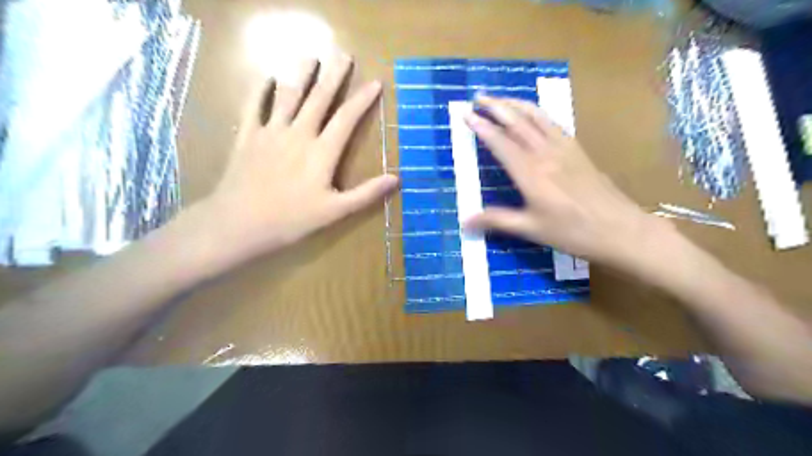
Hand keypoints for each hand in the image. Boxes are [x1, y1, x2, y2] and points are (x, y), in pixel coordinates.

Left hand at [198, 54, 397, 259]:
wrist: (240, 222)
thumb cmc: (292, 219)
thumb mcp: (335, 211)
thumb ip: (366, 193)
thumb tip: (396, 179)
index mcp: (322, 152)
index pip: (347, 119)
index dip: (362, 100)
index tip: (375, 82)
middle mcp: (298, 134)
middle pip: (319, 99)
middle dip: (334, 76)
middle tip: (344, 55)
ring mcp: (271, 132)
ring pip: (289, 97)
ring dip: (302, 76)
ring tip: (311, 58)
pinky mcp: (248, 136)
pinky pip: (254, 107)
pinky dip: (261, 90)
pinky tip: (267, 77)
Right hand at [463, 94, 664, 269]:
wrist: (620, 230)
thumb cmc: (573, 232)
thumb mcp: (531, 229)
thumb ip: (497, 220)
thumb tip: (465, 222)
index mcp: (531, 173)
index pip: (501, 143)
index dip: (482, 128)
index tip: (466, 115)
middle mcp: (546, 154)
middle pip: (518, 122)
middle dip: (496, 106)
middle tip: (478, 96)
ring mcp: (564, 149)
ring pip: (537, 117)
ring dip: (516, 104)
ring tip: (501, 98)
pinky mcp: (578, 150)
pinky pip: (553, 124)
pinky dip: (537, 113)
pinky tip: (533, 114)